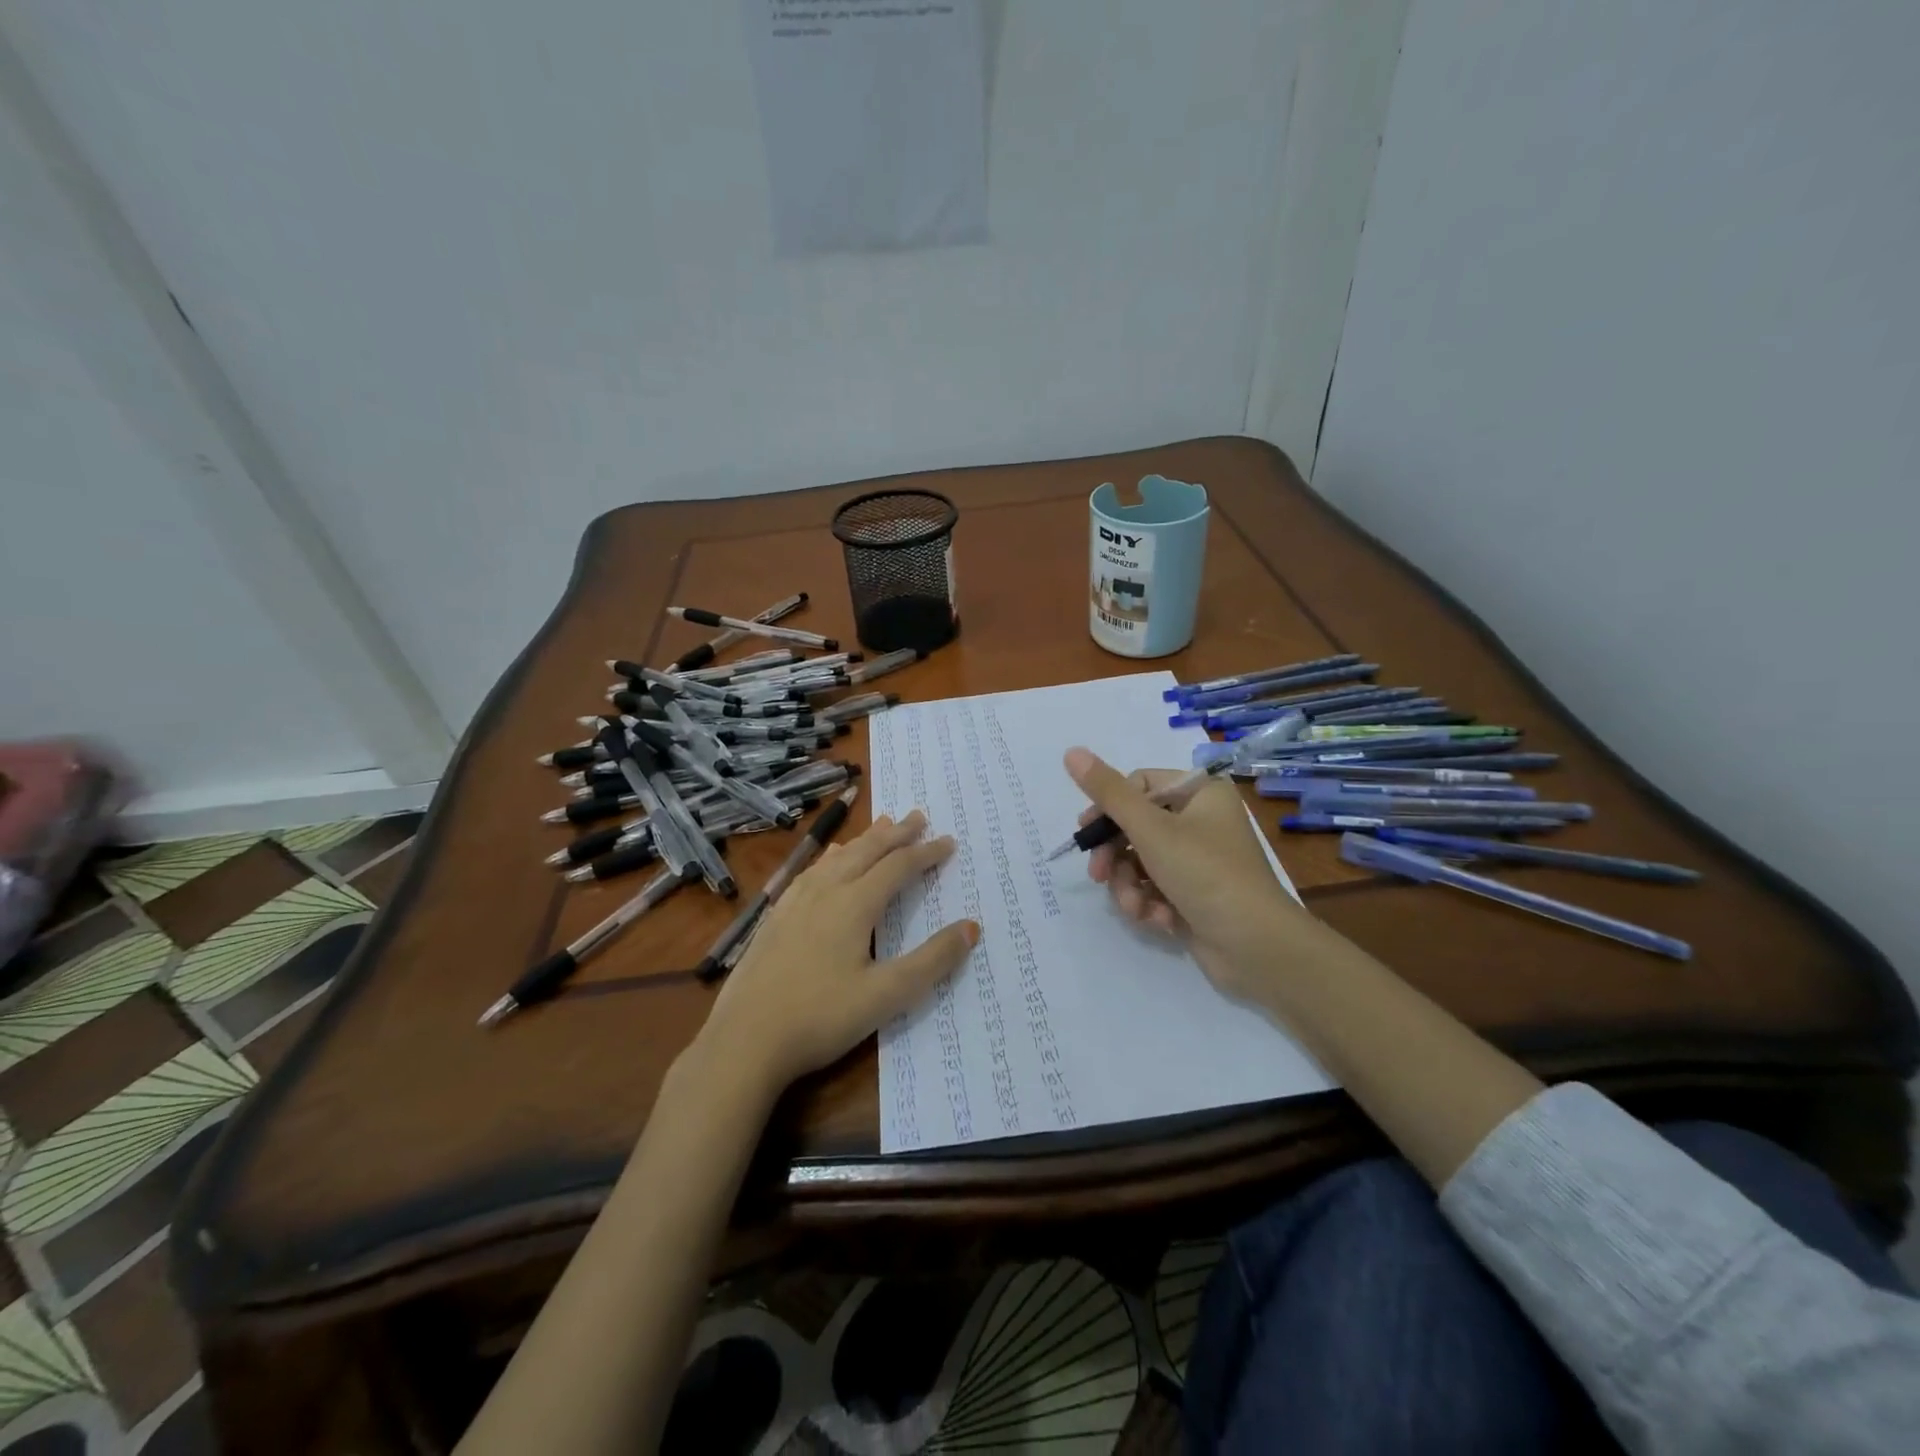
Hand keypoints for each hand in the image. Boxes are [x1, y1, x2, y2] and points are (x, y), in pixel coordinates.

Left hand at [693, 811, 978, 1094]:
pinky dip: (833, 856)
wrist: (744, 1041)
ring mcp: (795, 901)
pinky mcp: (775, 916)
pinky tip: (829, 860)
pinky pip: (812, 870)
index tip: (948, 841)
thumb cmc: (821, 1018)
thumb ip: (932, 961)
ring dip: (865, 840)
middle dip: (896, 833)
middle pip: (867, 851)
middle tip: (918, 816)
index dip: (925, 853)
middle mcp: (825, 891)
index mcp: (854, 904)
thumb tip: (971, 927)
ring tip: (881, 825)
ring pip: (837, 856)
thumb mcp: (886, 996)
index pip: (898, 867)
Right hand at [1065, 747, 1312, 999]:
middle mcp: (1202, 821)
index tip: (1087, 833)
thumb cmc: (1206, 874)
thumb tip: (1071, 752)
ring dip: (1130, 887)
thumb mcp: (1151, 829)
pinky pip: (1155, 888)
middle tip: (1099, 876)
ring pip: (1140, 862)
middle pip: (1136, 826)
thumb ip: (1108, 793)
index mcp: (1201, 794)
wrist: (1257, 947)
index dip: (1109, 807)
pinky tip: (1159, 920)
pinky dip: (1150, 903)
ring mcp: (1199, 860)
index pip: (1140, 785)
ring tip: (1136, 908)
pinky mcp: (1194, 894)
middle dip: (1116, 856)